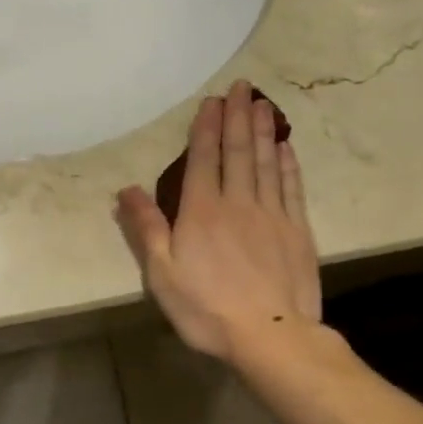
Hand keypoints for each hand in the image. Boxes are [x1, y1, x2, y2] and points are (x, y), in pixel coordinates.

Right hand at [115, 80, 320, 361]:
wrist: (271, 336)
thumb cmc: (207, 309)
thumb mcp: (162, 274)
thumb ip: (146, 228)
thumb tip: (126, 190)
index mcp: (201, 211)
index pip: (203, 159)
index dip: (207, 128)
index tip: (212, 101)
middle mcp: (238, 203)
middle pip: (238, 152)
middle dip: (238, 116)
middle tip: (242, 87)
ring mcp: (272, 215)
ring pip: (267, 163)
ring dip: (264, 131)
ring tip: (263, 104)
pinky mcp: (297, 231)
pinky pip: (291, 188)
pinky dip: (288, 165)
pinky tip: (286, 148)